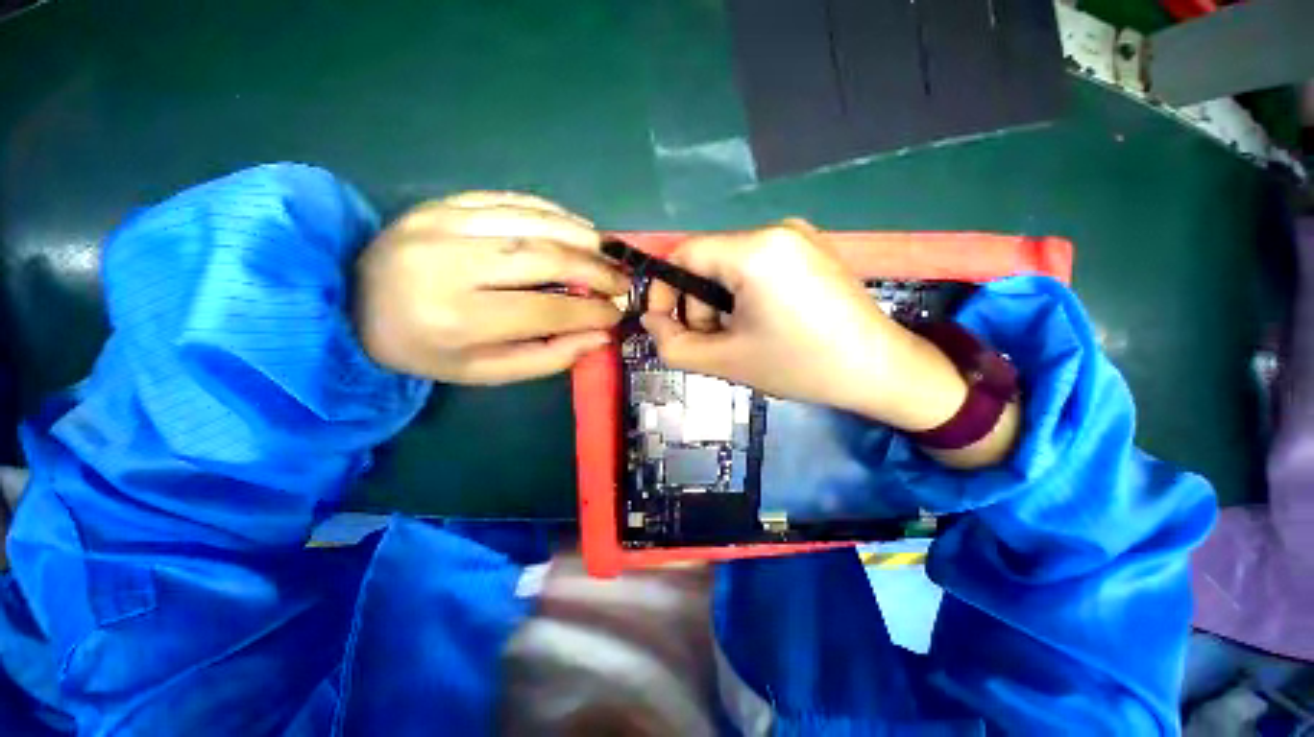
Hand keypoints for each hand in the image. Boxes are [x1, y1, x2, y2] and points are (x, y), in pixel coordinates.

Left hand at [355, 192, 626, 383]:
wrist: (352, 304)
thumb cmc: (427, 349)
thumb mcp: (486, 371)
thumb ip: (547, 357)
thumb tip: (599, 335)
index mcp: (457, 319)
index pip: (545, 311)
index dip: (590, 312)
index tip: (617, 314)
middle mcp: (448, 265)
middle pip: (543, 258)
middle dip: (595, 269)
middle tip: (622, 281)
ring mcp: (442, 224)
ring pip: (532, 222)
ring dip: (582, 236)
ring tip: (609, 253)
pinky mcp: (443, 203)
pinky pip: (511, 200)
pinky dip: (553, 213)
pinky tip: (577, 227)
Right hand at [641, 220, 968, 432]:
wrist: (880, 370)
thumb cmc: (800, 365)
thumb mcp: (725, 361)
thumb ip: (674, 344)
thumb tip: (652, 320)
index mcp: (754, 251)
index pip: (683, 254)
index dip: (664, 289)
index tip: (665, 324)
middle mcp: (775, 229)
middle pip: (707, 262)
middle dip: (698, 305)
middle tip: (714, 342)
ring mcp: (797, 236)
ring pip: (730, 266)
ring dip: (721, 303)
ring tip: (741, 338)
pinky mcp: (810, 249)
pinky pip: (756, 266)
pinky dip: (744, 295)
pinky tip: (763, 323)